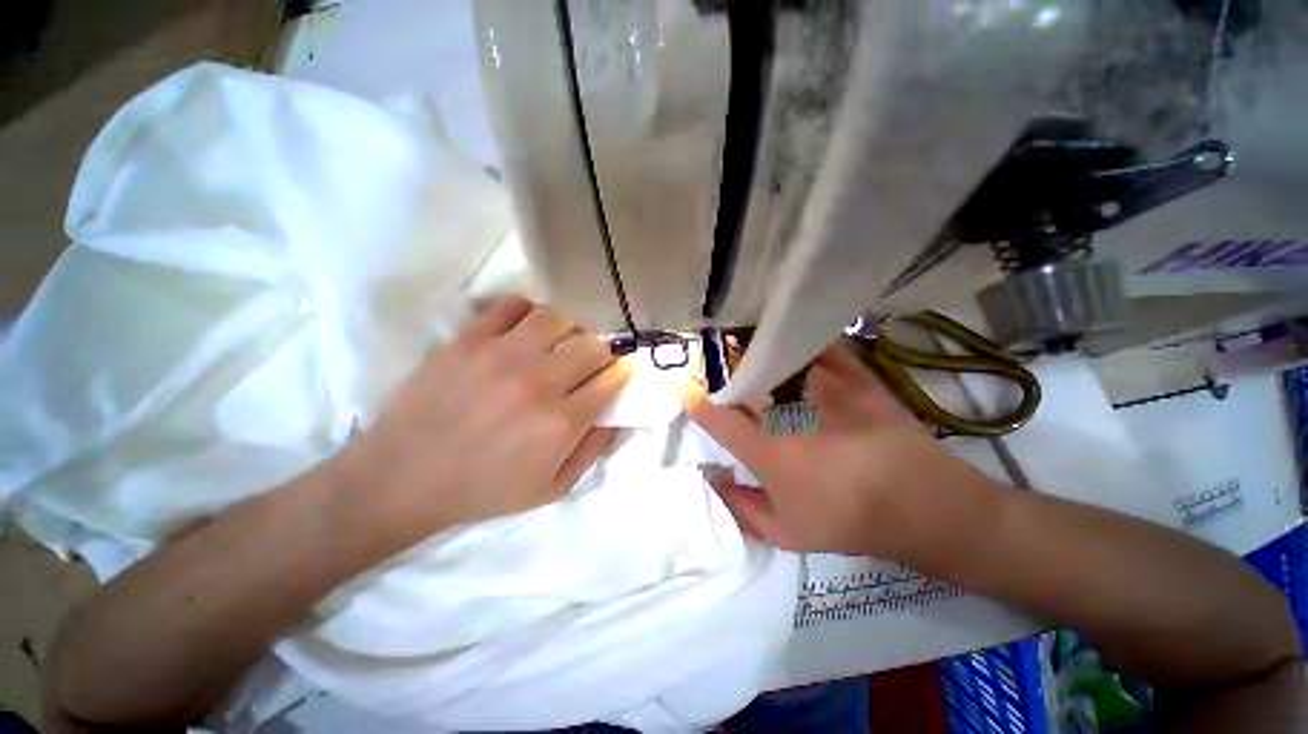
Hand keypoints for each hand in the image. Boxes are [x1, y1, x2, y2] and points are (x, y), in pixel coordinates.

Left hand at [333, 296, 632, 548]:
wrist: (402, 479)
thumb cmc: (484, 490)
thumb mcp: (552, 488)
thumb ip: (593, 450)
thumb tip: (616, 413)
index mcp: (561, 423)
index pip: (612, 378)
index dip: (624, 370)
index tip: (624, 368)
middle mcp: (538, 383)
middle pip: (593, 343)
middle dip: (602, 350)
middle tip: (592, 358)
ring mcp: (501, 356)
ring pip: (558, 317)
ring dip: (568, 327)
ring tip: (560, 341)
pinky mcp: (468, 340)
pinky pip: (512, 305)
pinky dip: (528, 311)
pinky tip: (526, 329)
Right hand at [682, 344, 1000, 559]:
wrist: (925, 506)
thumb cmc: (848, 522)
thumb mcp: (786, 534)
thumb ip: (740, 508)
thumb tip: (712, 480)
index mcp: (767, 451)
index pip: (716, 416)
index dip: (694, 398)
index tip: (683, 385)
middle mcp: (788, 414)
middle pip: (742, 378)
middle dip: (718, 364)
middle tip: (708, 355)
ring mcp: (824, 390)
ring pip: (775, 356)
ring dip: (751, 345)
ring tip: (738, 337)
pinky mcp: (855, 377)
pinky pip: (820, 347)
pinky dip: (799, 338)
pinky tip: (787, 333)